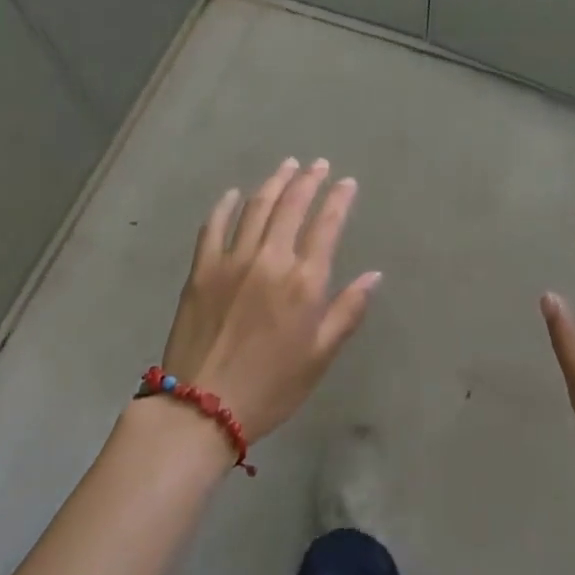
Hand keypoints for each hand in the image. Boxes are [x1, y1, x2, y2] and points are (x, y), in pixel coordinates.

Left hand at [161, 158, 380, 440]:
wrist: (201, 409)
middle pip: (291, 206)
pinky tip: (234, 194)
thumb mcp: (321, 356)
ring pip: (256, 208)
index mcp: (303, 281)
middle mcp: (270, 260)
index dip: (339, 199)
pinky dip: (225, 206)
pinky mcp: (201, 270)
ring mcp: (232, 261)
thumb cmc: (271, 386)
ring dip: (274, 183)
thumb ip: (348, 310)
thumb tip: (374, 275)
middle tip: (318, 164)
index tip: (347, 182)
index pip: (326, 226)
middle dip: (308, 180)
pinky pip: (213, 227)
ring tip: (287, 166)